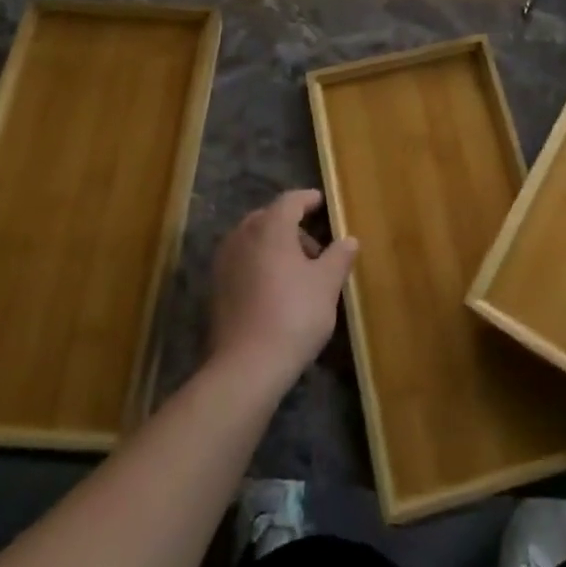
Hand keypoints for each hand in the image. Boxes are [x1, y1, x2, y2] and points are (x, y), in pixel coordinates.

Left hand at [209, 190, 356, 394]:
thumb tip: (349, 240)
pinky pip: (242, 262)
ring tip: (298, 273)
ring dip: (275, 247)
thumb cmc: (293, 315)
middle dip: (293, 226)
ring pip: (253, 241)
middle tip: (316, 248)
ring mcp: (224, 262)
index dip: (309, 199)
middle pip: (269, 218)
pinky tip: (275, 290)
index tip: (322, 203)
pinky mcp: (216, 288)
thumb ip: (339, 256)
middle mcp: (242, 236)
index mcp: (270, 226)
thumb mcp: (327, 284)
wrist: (246, 367)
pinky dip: (260, 265)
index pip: (291, 200)